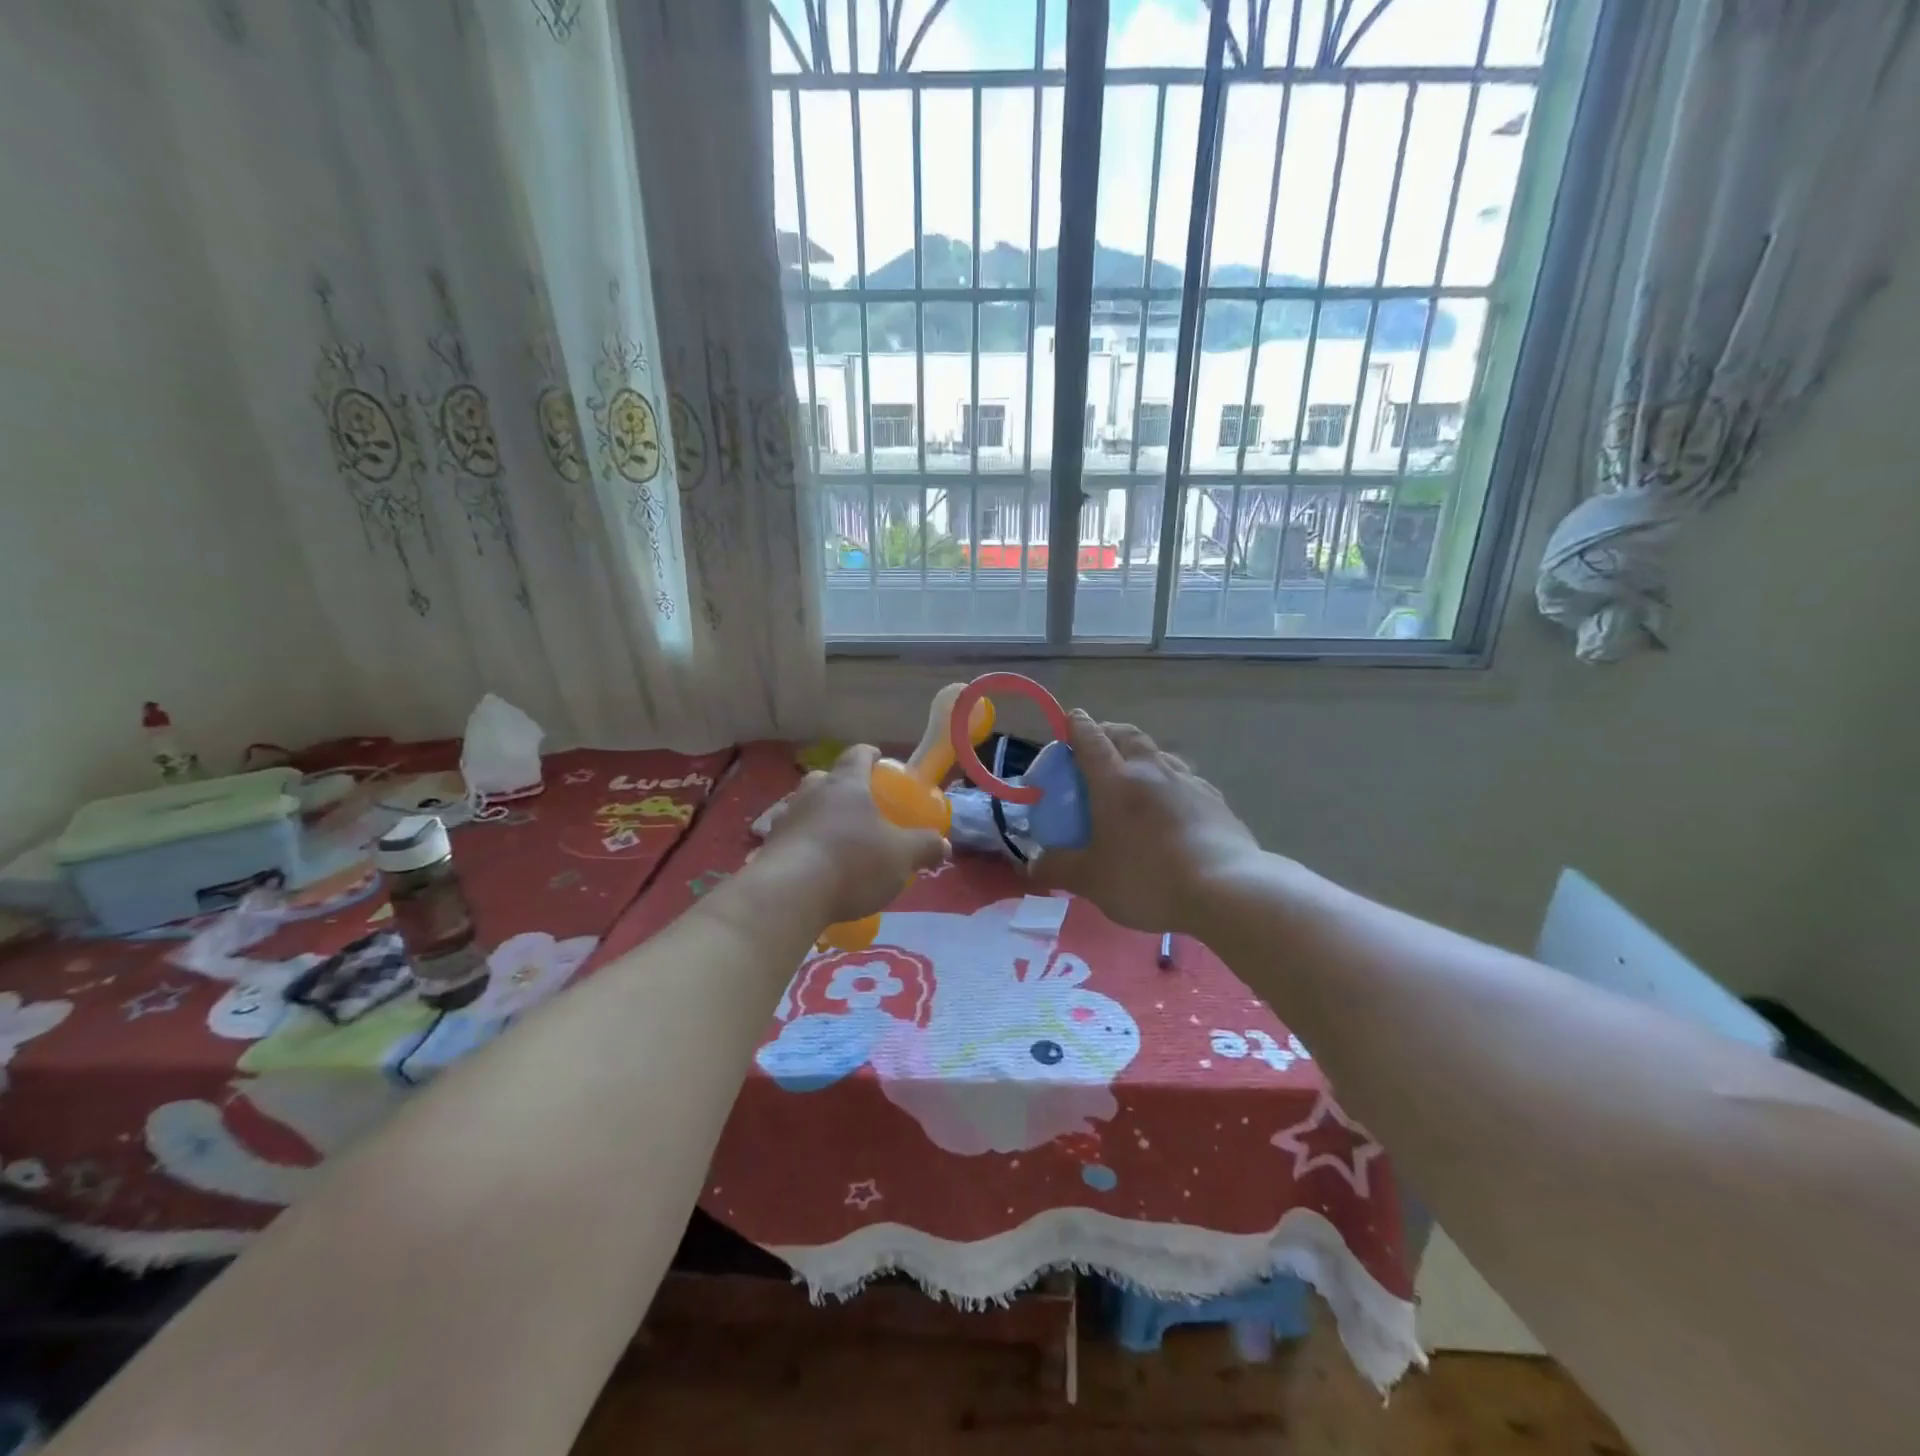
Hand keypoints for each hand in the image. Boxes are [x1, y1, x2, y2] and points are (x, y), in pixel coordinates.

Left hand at [755, 744, 948, 925]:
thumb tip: (943, 845)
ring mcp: (785, 819)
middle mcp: (812, 793)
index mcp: (846, 784)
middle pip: (826, 779)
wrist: (789, 895)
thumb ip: (925, 847)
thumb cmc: (853, 862)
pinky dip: (802, 845)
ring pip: (804, 807)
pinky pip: (789, 838)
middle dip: (841, 787)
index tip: (879, 760)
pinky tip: (813, 866)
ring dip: (818, 816)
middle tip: (858, 805)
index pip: (857, 755)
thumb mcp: (902, 856)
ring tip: (835, 838)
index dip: (870, 755)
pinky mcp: (768, 848)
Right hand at [1028, 712, 1260, 933]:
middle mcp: (1152, 771)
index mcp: (1115, 781)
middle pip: (1128, 735)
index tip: (1071, 719)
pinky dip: (1172, 783)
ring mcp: (1189, 783)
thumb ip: (1058, 868)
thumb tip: (1033, 865)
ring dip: (1143, 755)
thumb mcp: (1091, 880)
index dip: (1078, 726)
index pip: (1091, 739)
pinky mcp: (1216, 802)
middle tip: (1099, 743)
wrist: (1225, 891)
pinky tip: (1173, 806)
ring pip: (1161, 754)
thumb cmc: (1146, 879)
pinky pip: (1187, 781)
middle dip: (1110, 732)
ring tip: (1136, 774)